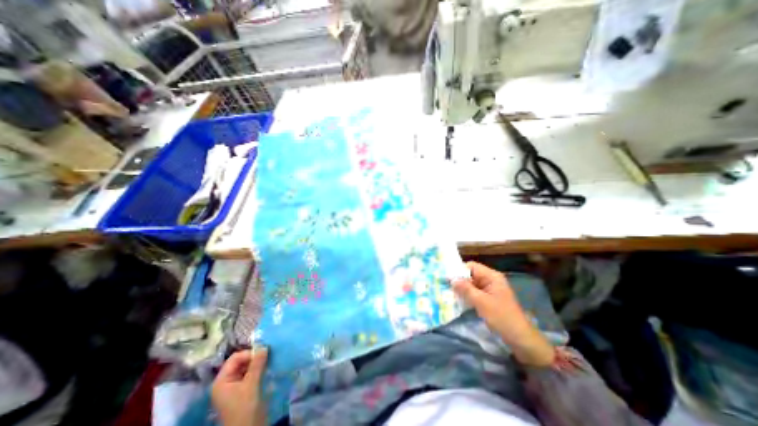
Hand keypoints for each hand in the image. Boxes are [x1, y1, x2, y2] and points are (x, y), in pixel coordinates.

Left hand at [212, 349, 269, 425]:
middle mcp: (225, 382)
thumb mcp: (251, 384)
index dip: (249, 354)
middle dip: (254, 357)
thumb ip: (257, 364)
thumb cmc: (245, 408)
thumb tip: (264, 346)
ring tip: (269, 360)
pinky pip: (250, 374)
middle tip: (268, 355)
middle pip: (240, 362)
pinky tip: (267, 368)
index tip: (264, 353)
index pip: (235, 358)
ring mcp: (233, 387)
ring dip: (257, 363)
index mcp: (221, 381)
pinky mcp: (242, 390)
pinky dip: (258, 369)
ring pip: (246, 367)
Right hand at [453, 262, 554, 365]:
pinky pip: (474, 293)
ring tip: (447, 292)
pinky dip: (466, 296)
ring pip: (471, 285)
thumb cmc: (502, 317)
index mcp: (492, 277)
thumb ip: (466, 289)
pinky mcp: (489, 300)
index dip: (459, 270)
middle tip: (444, 285)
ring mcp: (490, 290)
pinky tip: (457, 300)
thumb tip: (451, 279)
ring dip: (461, 289)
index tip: (446, 277)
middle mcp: (490, 280)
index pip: (471, 266)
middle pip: (471, 275)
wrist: (521, 339)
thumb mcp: (482, 302)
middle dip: (458, 280)